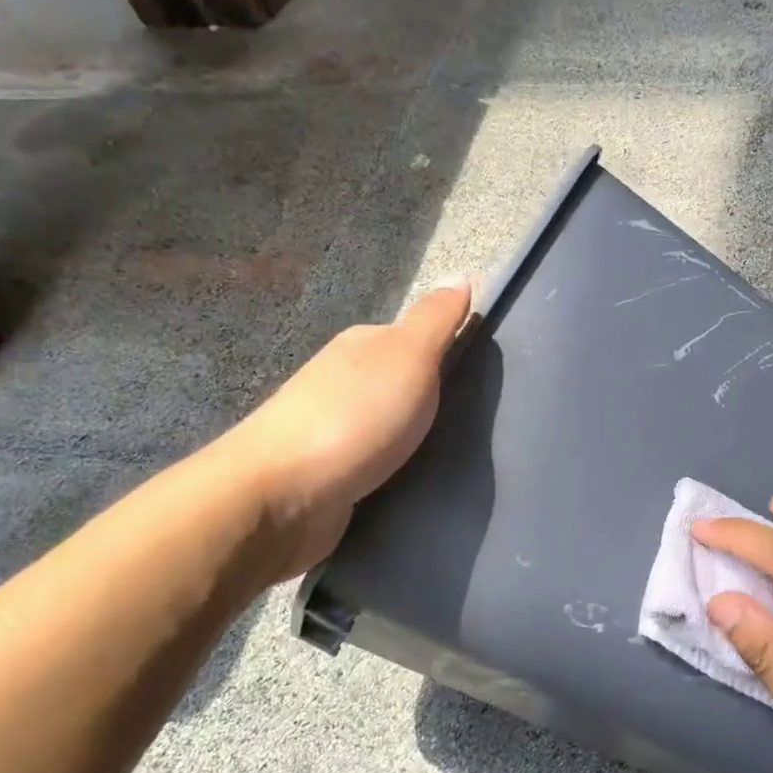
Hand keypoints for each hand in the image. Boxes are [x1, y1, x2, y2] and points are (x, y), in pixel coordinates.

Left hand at [212, 283, 471, 576]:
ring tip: (463, 457)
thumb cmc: (355, 418)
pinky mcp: (333, 476)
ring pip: (393, 425)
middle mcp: (346, 381)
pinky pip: (380, 464)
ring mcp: (335, 430)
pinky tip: (423, 482)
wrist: (281, 497)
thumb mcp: (409, 356)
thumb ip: (437, 320)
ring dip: (420, 438)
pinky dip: (401, 469)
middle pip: (405, 383)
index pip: (418, 339)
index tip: (490, 379)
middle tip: (485, 423)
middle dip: (440, 400)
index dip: (452, 353)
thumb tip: (462, 276)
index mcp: (364, 346)